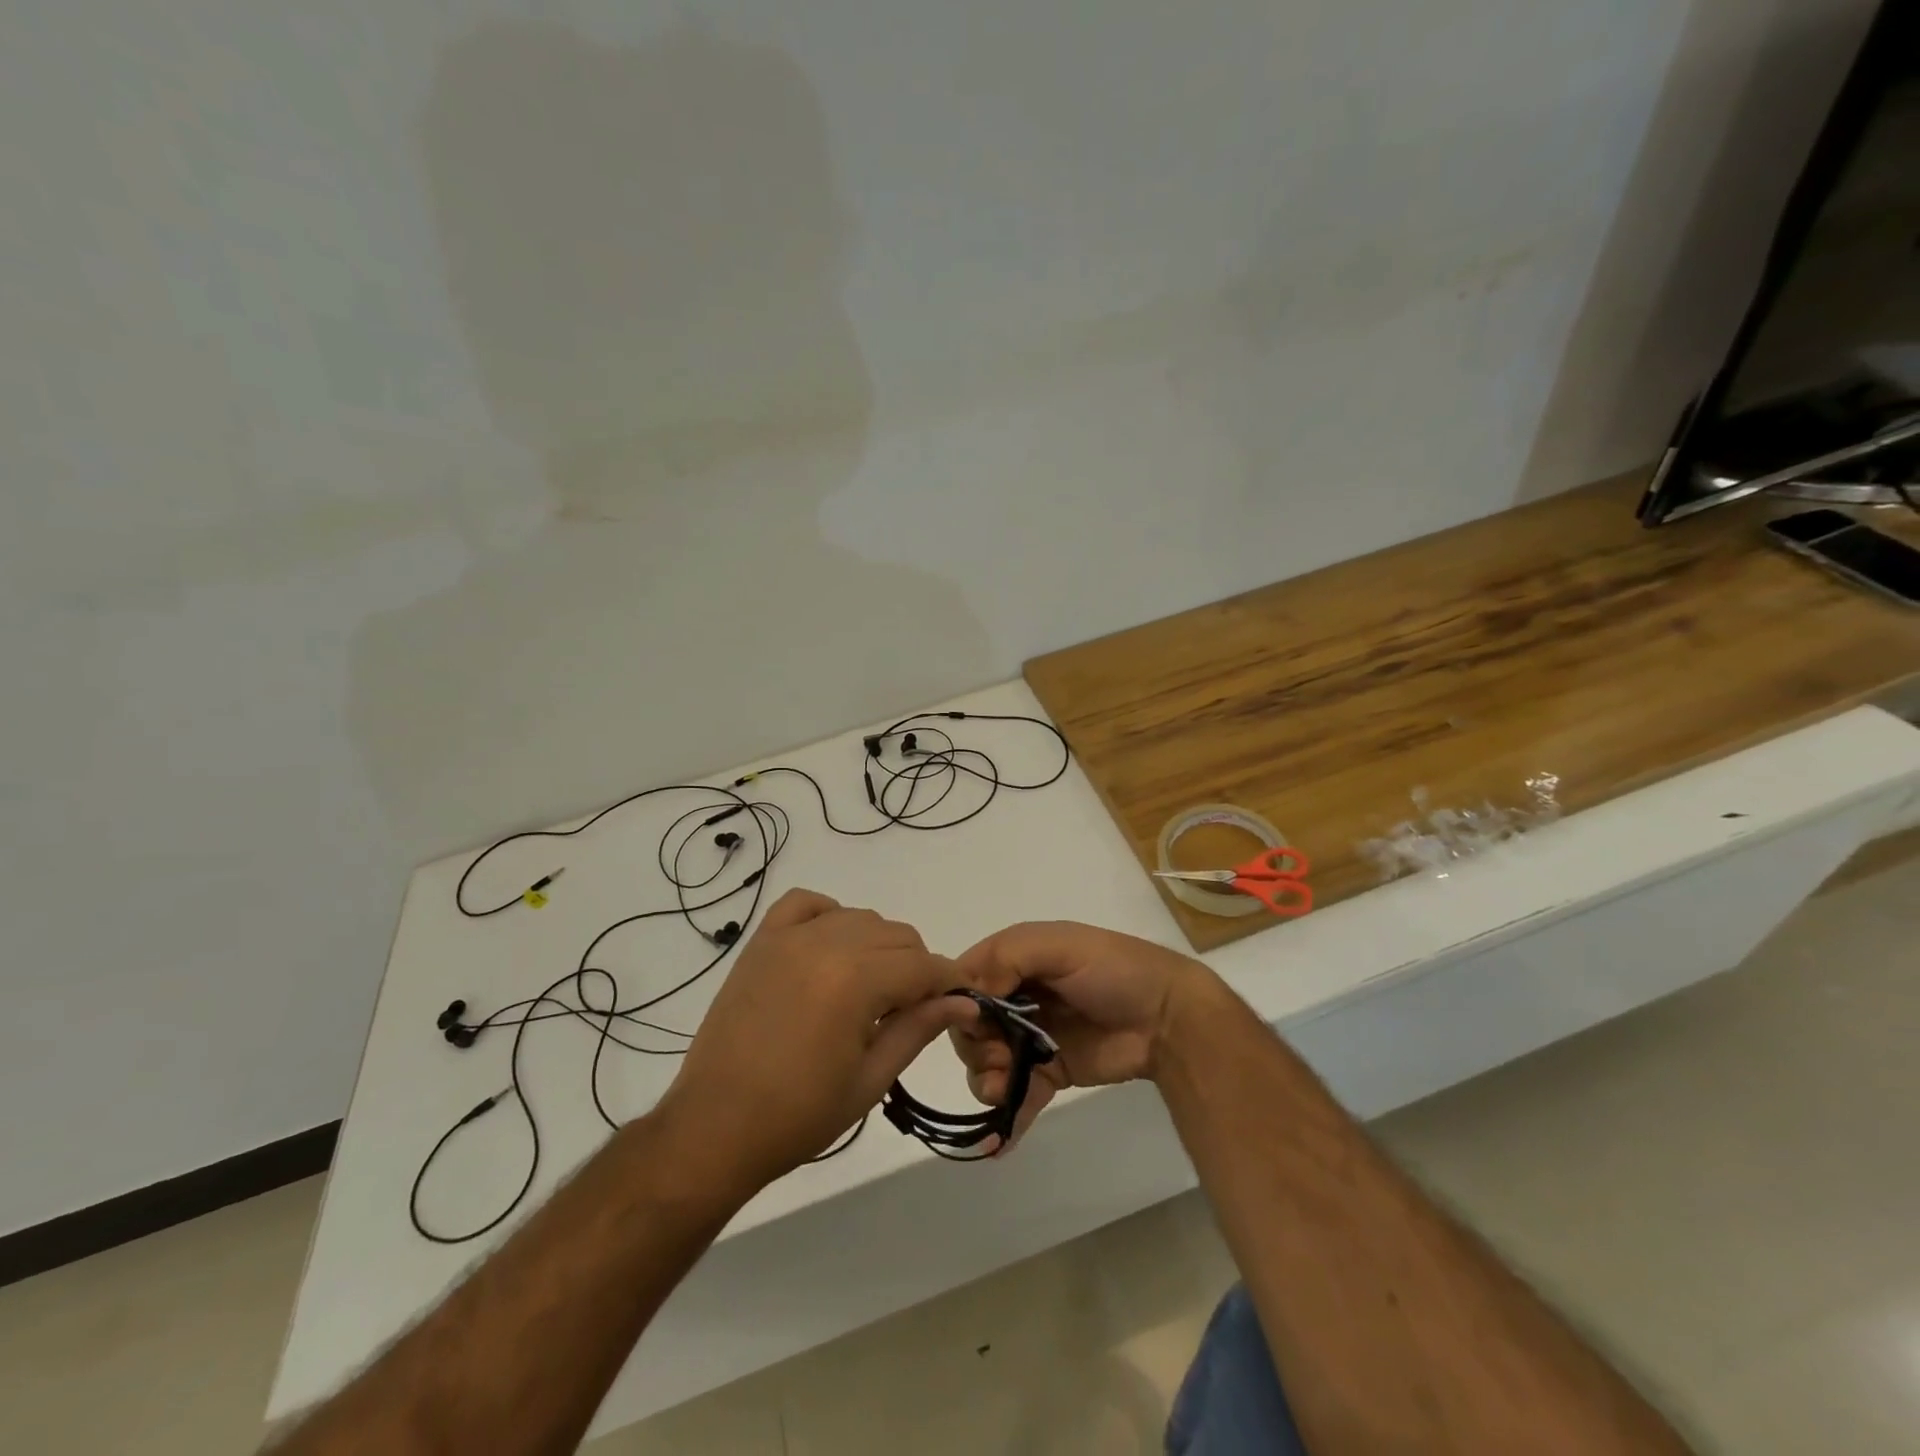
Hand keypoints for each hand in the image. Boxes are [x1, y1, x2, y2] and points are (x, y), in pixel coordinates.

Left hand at [657, 889, 977, 1191]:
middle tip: (909, 1008)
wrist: (715, 1127)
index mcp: (856, 981)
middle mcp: (826, 944)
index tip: (961, 999)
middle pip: (897, 934)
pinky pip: (805, 903)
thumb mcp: (871, 1078)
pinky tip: (830, 947)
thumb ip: (919, 1029)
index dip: (950, 981)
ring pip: (859, 917)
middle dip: (917, 966)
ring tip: (869, 988)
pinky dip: (828, 915)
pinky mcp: (762, 941)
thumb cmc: (799, 1115)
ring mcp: (789, 938)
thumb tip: (965, 1002)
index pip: (924, 965)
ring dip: (878, 945)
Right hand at [951, 921, 1222, 1149]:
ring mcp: (1031, 1038)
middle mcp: (1016, 998)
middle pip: (969, 1028)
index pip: (964, 981)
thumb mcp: (1061, 946)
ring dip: (986, 1081)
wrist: (1168, 1018)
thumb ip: (1009, 958)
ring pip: (985, 1064)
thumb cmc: (1114, 971)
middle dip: (976, 1047)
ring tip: (1004, 1090)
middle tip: (1000, 1056)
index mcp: (1015, 960)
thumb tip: (971, 996)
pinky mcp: (1049, 1073)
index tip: (975, 1024)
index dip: (958, 1004)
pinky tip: (1000, 1140)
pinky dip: (1005, 1117)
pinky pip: (1015, 1096)